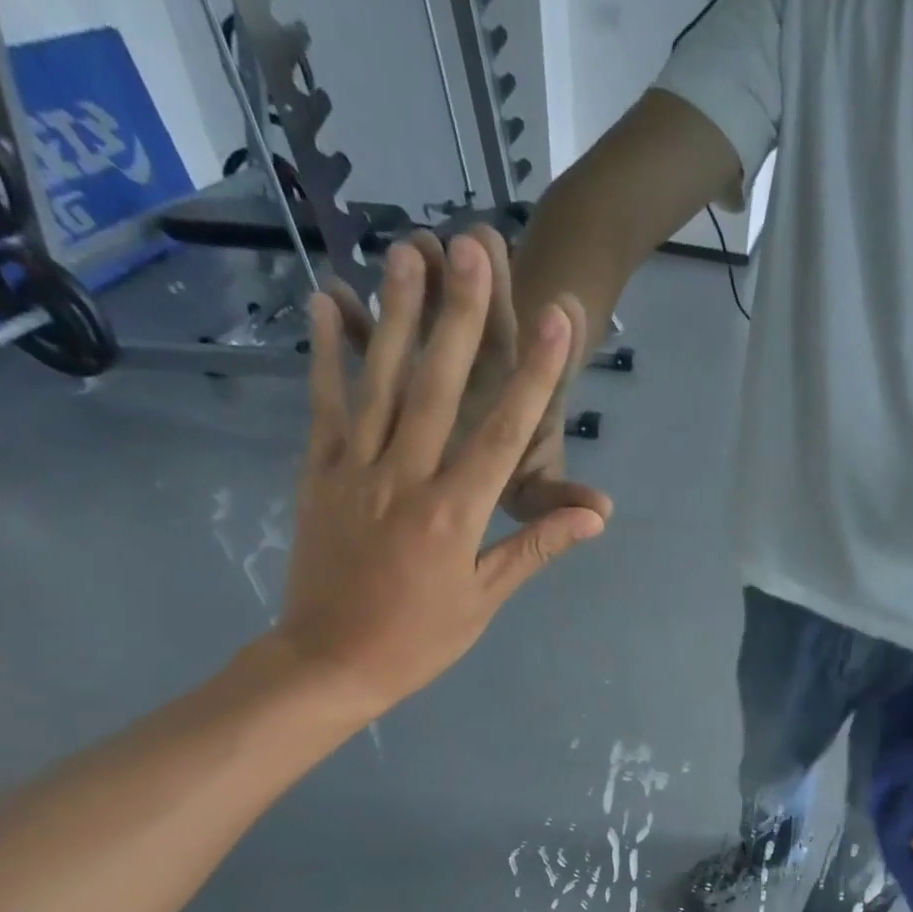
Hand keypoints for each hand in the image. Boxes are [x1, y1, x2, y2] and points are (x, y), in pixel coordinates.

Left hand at [273, 238, 604, 723]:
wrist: (329, 662)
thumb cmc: (419, 640)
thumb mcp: (486, 601)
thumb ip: (535, 546)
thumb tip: (596, 516)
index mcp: (456, 514)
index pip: (503, 433)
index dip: (533, 374)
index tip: (555, 320)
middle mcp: (406, 478)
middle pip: (438, 387)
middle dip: (462, 316)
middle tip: (476, 249)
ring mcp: (355, 470)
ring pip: (379, 382)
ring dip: (396, 314)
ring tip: (408, 250)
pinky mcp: (317, 472)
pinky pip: (324, 405)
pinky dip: (326, 353)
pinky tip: (328, 302)